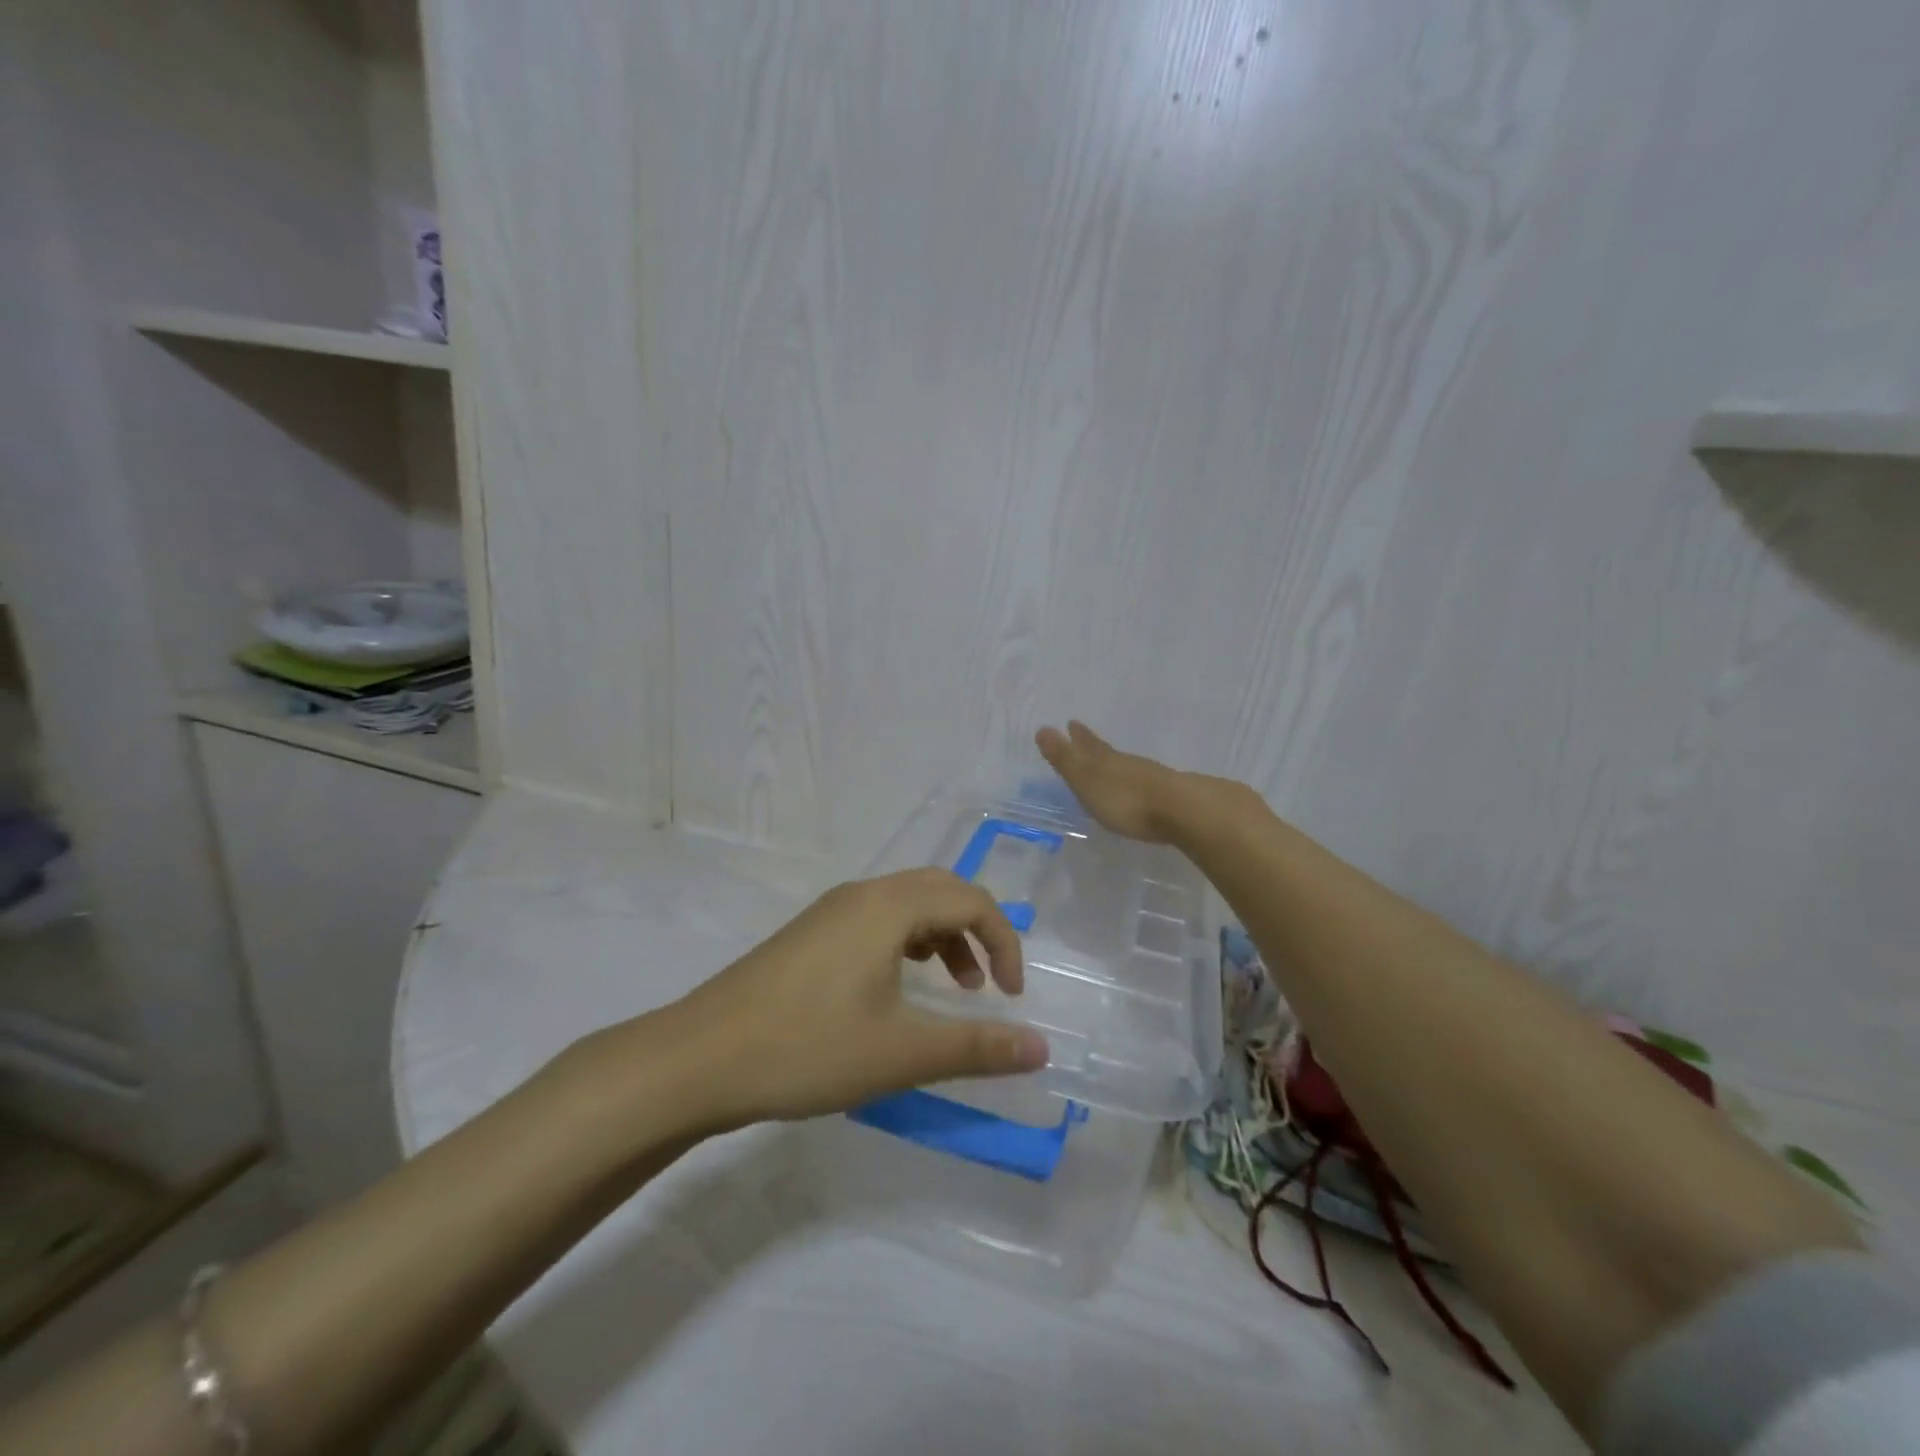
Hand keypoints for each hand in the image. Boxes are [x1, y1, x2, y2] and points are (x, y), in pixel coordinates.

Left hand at [671, 869, 1050, 1126]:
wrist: (700, 1058)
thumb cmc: (807, 1048)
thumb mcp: (901, 1053)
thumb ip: (976, 1047)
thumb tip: (1041, 1048)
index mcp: (889, 906)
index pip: (971, 900)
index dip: (1003, 943)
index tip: (1010, 999)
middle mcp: (863, 894)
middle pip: (941, 889)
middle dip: (976, 930)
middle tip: (986, 987)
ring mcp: (831, 910)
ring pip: (906, 904)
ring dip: (941, 936)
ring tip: (950, 989)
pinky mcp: (810, 933)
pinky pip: (877, 919)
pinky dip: (906, 942)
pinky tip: (895, 989)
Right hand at [1034, 721, 1187, 841]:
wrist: (1181, 811)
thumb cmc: (1125, 799)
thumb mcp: (1087, 779)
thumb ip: (1065, 758)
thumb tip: (1043, 728)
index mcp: (1105, 760)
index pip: (1088, 744)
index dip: (1078, 736)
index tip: (1071, 723)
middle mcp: (1127, 765)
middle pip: (1107, 752)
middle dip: (1094, 745)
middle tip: (1083, 734)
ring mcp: (1150, 779)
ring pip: (1126, 766)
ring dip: (1115, 764)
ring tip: (1109, 765)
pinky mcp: (1168, 797)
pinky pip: (1143, 784)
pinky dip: (1134, 783)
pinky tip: (1137, 790)